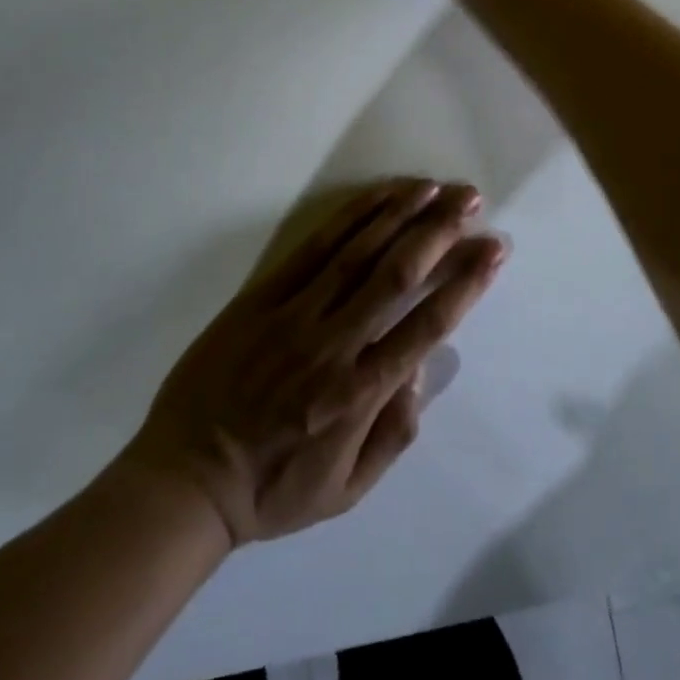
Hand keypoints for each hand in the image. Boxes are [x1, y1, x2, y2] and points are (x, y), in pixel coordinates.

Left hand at [123, 178, 504, 546]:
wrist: (186, 476)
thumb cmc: (273, 487)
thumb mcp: (346, 492)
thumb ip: (393, 434)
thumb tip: (421, 367)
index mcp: (359, 394)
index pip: (426, 325)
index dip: (466, 282)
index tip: (493, 248)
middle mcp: (334, 344)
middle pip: (397, 273)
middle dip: (439, 231)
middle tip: (471, 199)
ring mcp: (296, 313)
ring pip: (358, 250)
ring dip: (400, 213)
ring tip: (434, 187)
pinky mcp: (264, 294)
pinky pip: (315, 247)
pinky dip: (350, 217)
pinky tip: (376, 197)